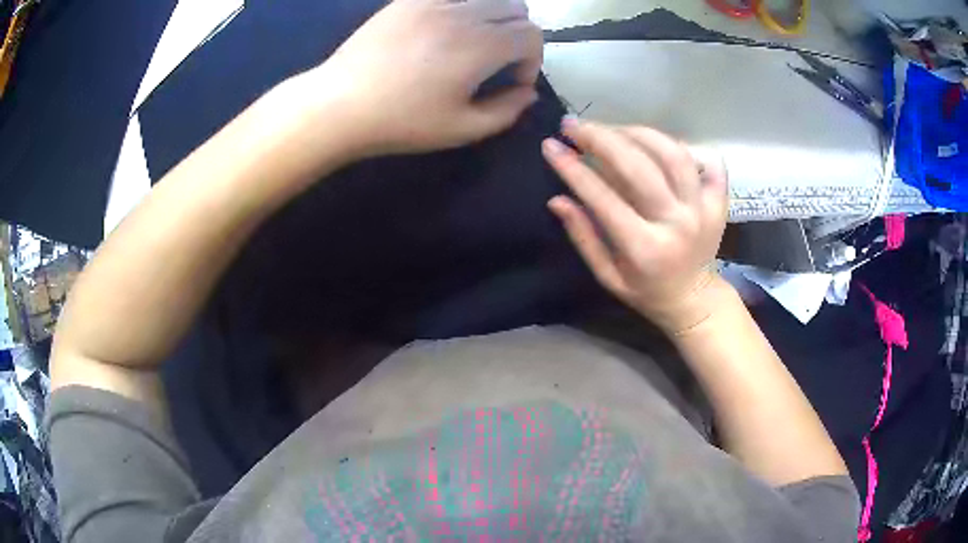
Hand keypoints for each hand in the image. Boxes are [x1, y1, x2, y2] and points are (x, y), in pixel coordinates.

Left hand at [298, 0, 542, 156]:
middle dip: (518, 35)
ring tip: (474, 42)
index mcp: (480, 45)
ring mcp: (433, 1)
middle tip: (498, 61)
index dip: (532, 60)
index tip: (513, 81)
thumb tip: (528, 92)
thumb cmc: (401, 122)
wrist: (340, 105)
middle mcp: (462, 13)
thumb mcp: (462, 129)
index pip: (532, 35)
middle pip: (516, 8)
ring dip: (494, 17)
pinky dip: (463, 6)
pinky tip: (447, 28)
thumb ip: (506, 110)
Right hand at [542, 119, 730, 334]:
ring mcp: (703, 209)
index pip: (604, 199)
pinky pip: (708, 161)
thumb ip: (584, 237)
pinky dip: (684, 145)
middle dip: (601, 138)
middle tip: (574, 125)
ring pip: (673, 155)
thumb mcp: (607, 276)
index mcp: (646, 249)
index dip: (573, 169)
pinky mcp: (719, 202)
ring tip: (612, 129)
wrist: (694, 300)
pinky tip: (659, 144)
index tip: (551, 146)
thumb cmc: (646, 291)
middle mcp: (677, 224)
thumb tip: (557, 199)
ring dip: (638, 133)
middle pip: (639, 167)